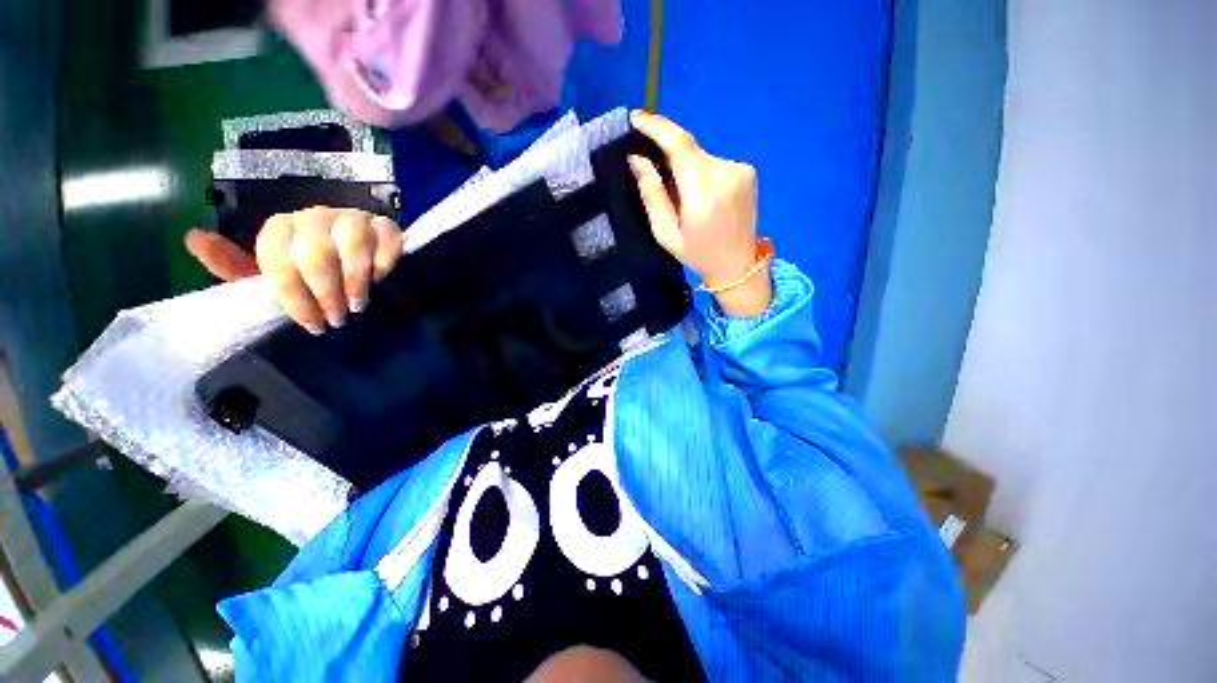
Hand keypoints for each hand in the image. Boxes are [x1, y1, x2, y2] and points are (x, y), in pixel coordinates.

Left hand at [185, 207, 401, 333]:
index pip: (278, 257)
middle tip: (337, 318)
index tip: (312, 325)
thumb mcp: (270, 278)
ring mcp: (351, 217)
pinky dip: (384, 262)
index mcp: (282, 229)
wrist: (359, 266)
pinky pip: (386, 238)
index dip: (293, 295)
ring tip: (359, 304)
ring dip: (356, 279)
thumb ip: (233, 266)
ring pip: (352, 241)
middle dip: (326, 292)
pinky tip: (381, 279)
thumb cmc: (311, 277)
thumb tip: (193, 237)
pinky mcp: (384, 225)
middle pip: (316, 251)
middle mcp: (313, 217)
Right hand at [628, 111, 770, 317]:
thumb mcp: (666, 233)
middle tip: (658, 177)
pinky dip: (701, 172)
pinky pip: (714, 162)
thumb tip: (636, 159)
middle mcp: (726, 175)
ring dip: (686, 168)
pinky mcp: (748, 171)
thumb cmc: (696, 254)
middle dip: (668, 156)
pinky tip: (703, 196)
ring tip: (684, 198)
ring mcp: (741, 171)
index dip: (657, 128)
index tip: (636, 118)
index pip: (680, 147)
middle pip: (689, 150)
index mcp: (704, 196)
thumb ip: (652, 195)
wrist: (737, 264)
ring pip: (701, 156)